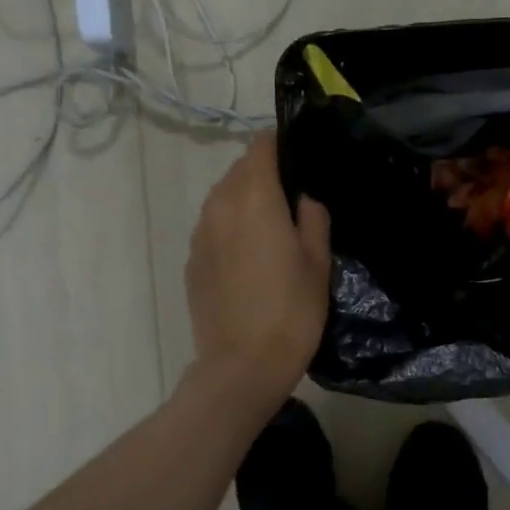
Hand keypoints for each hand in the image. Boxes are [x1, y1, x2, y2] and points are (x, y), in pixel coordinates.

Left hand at [184, 132, 331, 406]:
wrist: (241, 366)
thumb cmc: (291, 311)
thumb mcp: (318, 262)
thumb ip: (313, 218)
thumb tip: (304, 198)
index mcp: (254, 197)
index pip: (261, 146)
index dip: (281, 143)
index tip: (301, 155)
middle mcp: (219, 206)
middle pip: (240, 170)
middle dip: (265, 173)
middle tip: (294, 198)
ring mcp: (200, 234)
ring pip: (223, 198)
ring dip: (246, 201)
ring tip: (273, 228)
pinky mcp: (192, 260)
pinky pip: (213, 227)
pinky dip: (231, 228)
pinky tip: (251, 257)